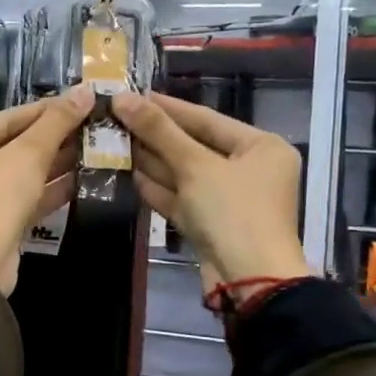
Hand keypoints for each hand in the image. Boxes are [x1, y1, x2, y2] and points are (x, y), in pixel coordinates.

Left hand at [0, 85, 91, 294]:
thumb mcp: (27, 155)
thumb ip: (56, 123)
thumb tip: (85, 90)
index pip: (6, 119)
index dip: (45, 110)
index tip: (79, 101)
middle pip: (13, 145)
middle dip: (53, 138)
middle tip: (91, 125)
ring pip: (21, 174)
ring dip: (55, 163)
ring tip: (94, 148)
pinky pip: (24, 198)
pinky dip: (49, 189)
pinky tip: (83, 179)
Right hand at [111, 91, 308, 293]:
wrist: (249, 281)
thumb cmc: (232, 212)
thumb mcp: (195, 166)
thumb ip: (158, 131)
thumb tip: (122, 98)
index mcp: (261, 147)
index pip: (206, 119)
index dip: (167, 107)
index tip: (133, 94)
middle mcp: (249, 170)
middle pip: (195, 146)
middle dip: (156, 136)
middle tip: (117, 118)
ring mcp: (230, 200)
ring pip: (186, 174)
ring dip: (152, 161)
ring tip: (115, 142)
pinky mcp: (212, 224)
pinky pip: (183, 198)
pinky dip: (159, 188)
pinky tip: (130, 174)